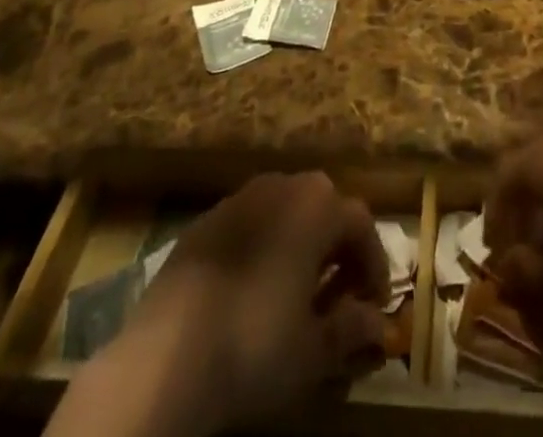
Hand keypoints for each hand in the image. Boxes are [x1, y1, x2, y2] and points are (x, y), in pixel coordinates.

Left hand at [51, 173, 388, 436]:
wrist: (164, 357)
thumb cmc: (254, 346)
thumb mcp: (313, 351)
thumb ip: (351, 329)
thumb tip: (378, 325)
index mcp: (317, 206)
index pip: (361, 224)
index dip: (374, 264)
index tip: (374, 304)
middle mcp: (282, 185)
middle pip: (323, 207)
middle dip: (337, 248)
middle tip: (339, 294)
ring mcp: (238, 198)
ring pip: (284, 211)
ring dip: (300, 244)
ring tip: (297, 292)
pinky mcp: (204, 221)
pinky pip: (248, 224)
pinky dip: (262, 247)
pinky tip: (253, 289)